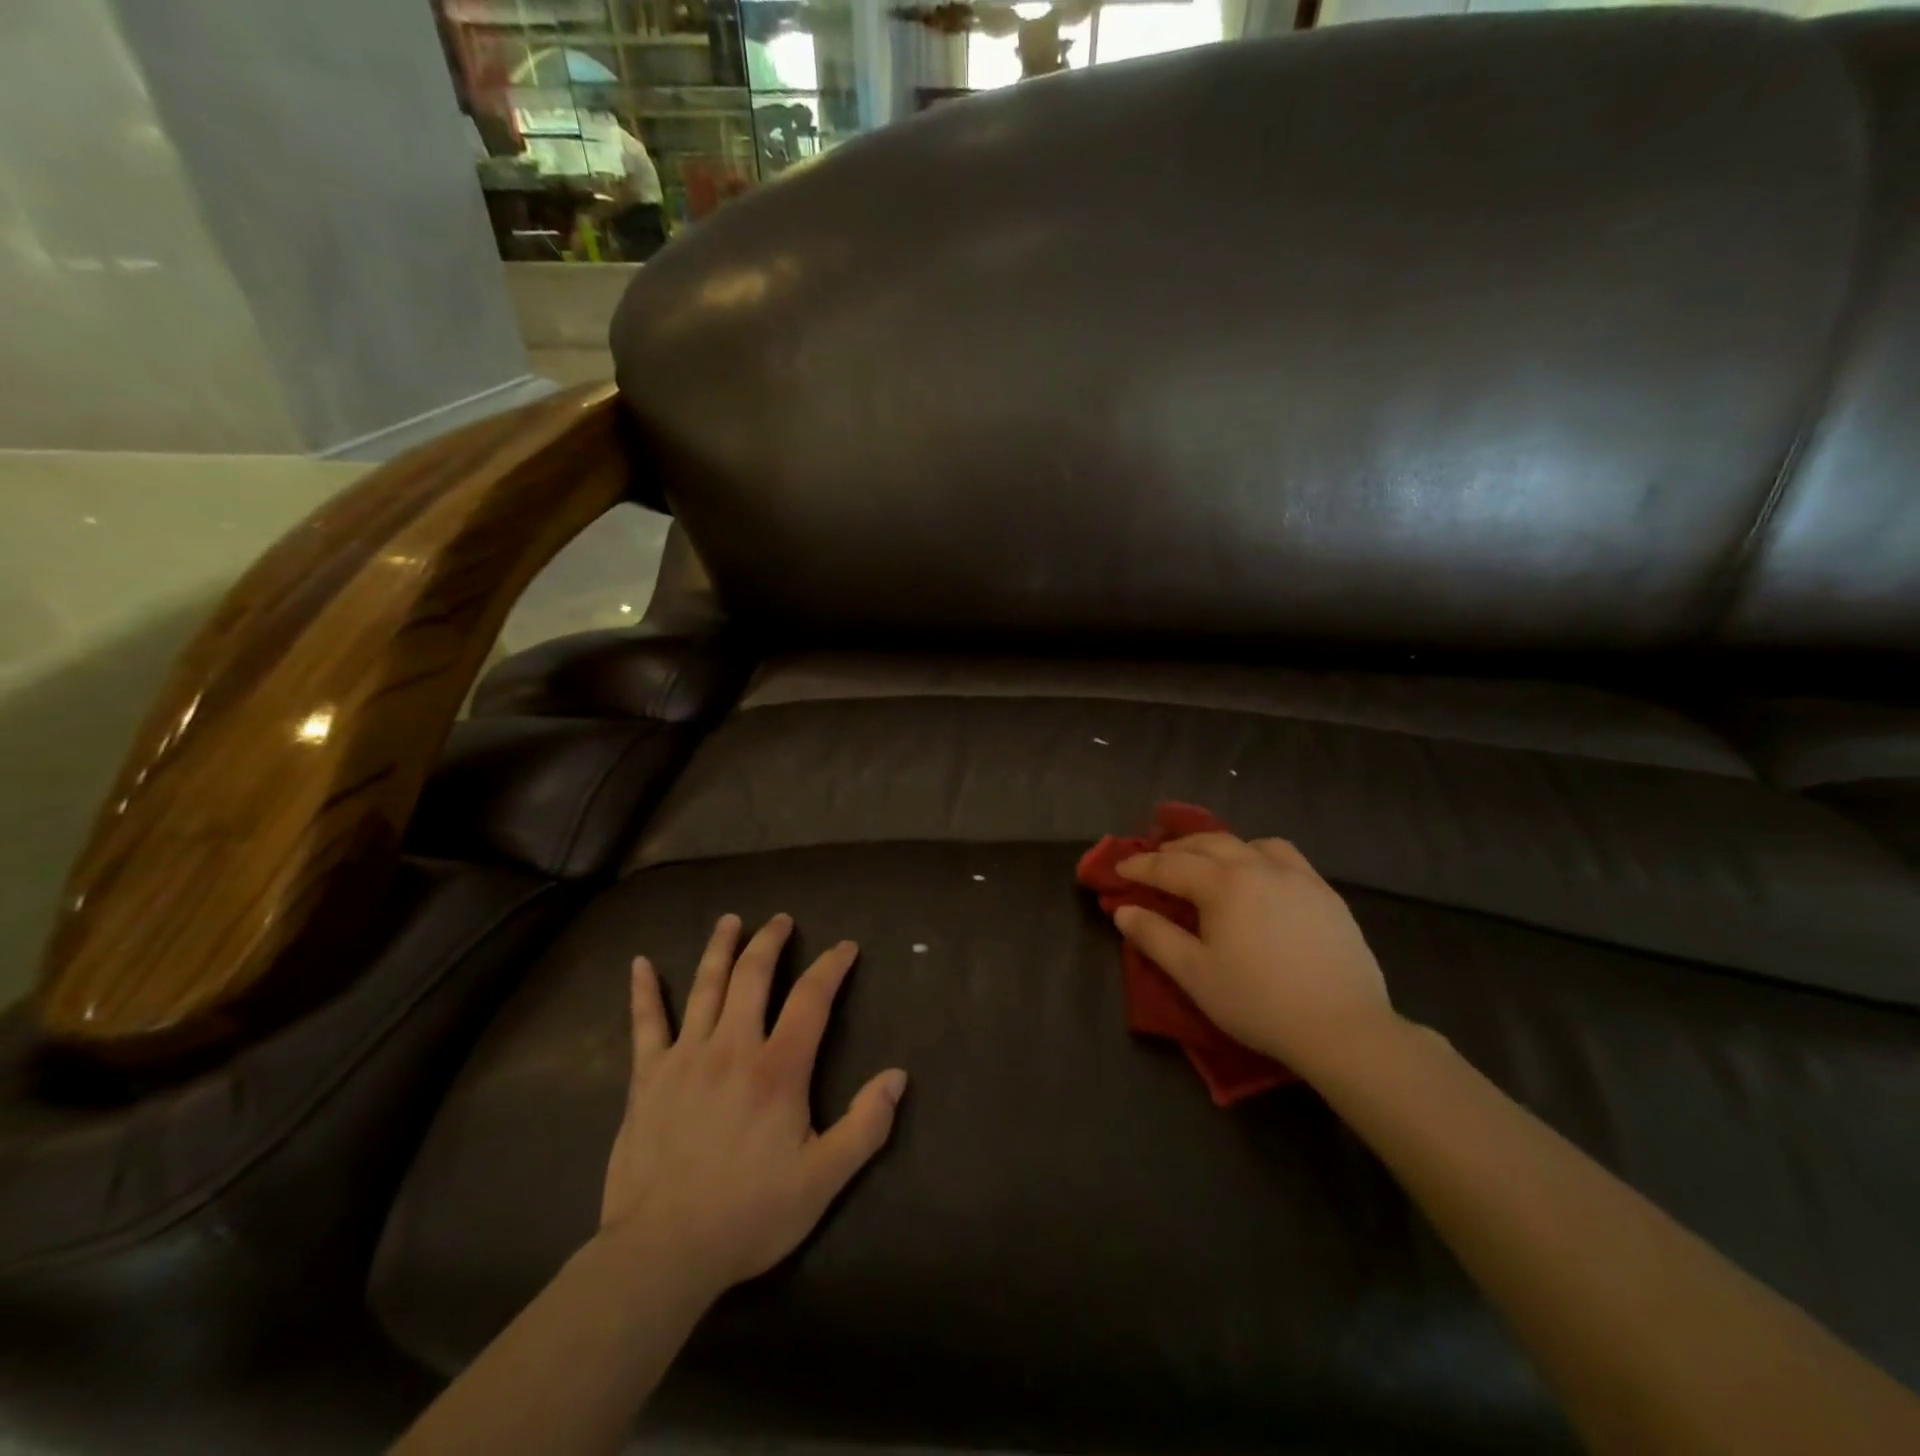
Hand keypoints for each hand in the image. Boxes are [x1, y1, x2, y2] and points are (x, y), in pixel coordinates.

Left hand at [600, 913, 906, 1295]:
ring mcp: (685, 1058)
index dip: (831, 967)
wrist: (663, 1252)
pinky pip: (646, 1024)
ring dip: (720, 948)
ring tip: (731, 920)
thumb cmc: (749, 1215)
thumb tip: (898, 1076)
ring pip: (705, 987)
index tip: (845, 947)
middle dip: (771, 942)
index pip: (811, 999)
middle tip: (781, 920)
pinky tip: (641, 963)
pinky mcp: (648, 1078)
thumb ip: (865, 1125)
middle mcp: (733, 1047)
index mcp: (778, 1069)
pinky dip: (644, 991)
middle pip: (753, 977)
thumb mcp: (823, 1179)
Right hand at [1114, 834, 1394, 1078]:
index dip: (1140, 866)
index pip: (1170, 865)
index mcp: (1223, 883)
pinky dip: (1260, 856)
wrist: (1343, 1027)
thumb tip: (1123, 910)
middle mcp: (1258, 866)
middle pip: (1209, 844)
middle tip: (1156, 859)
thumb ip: (1155, 937)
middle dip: (1177, 848)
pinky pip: (1286, 858)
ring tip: (1211, 862)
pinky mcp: (1326, 893)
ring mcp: (1298, 876)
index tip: (1119, 868)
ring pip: (1251, 843)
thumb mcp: (1194, 974)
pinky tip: (1262, 879)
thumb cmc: (1258, 1002)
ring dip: (1222, 847)